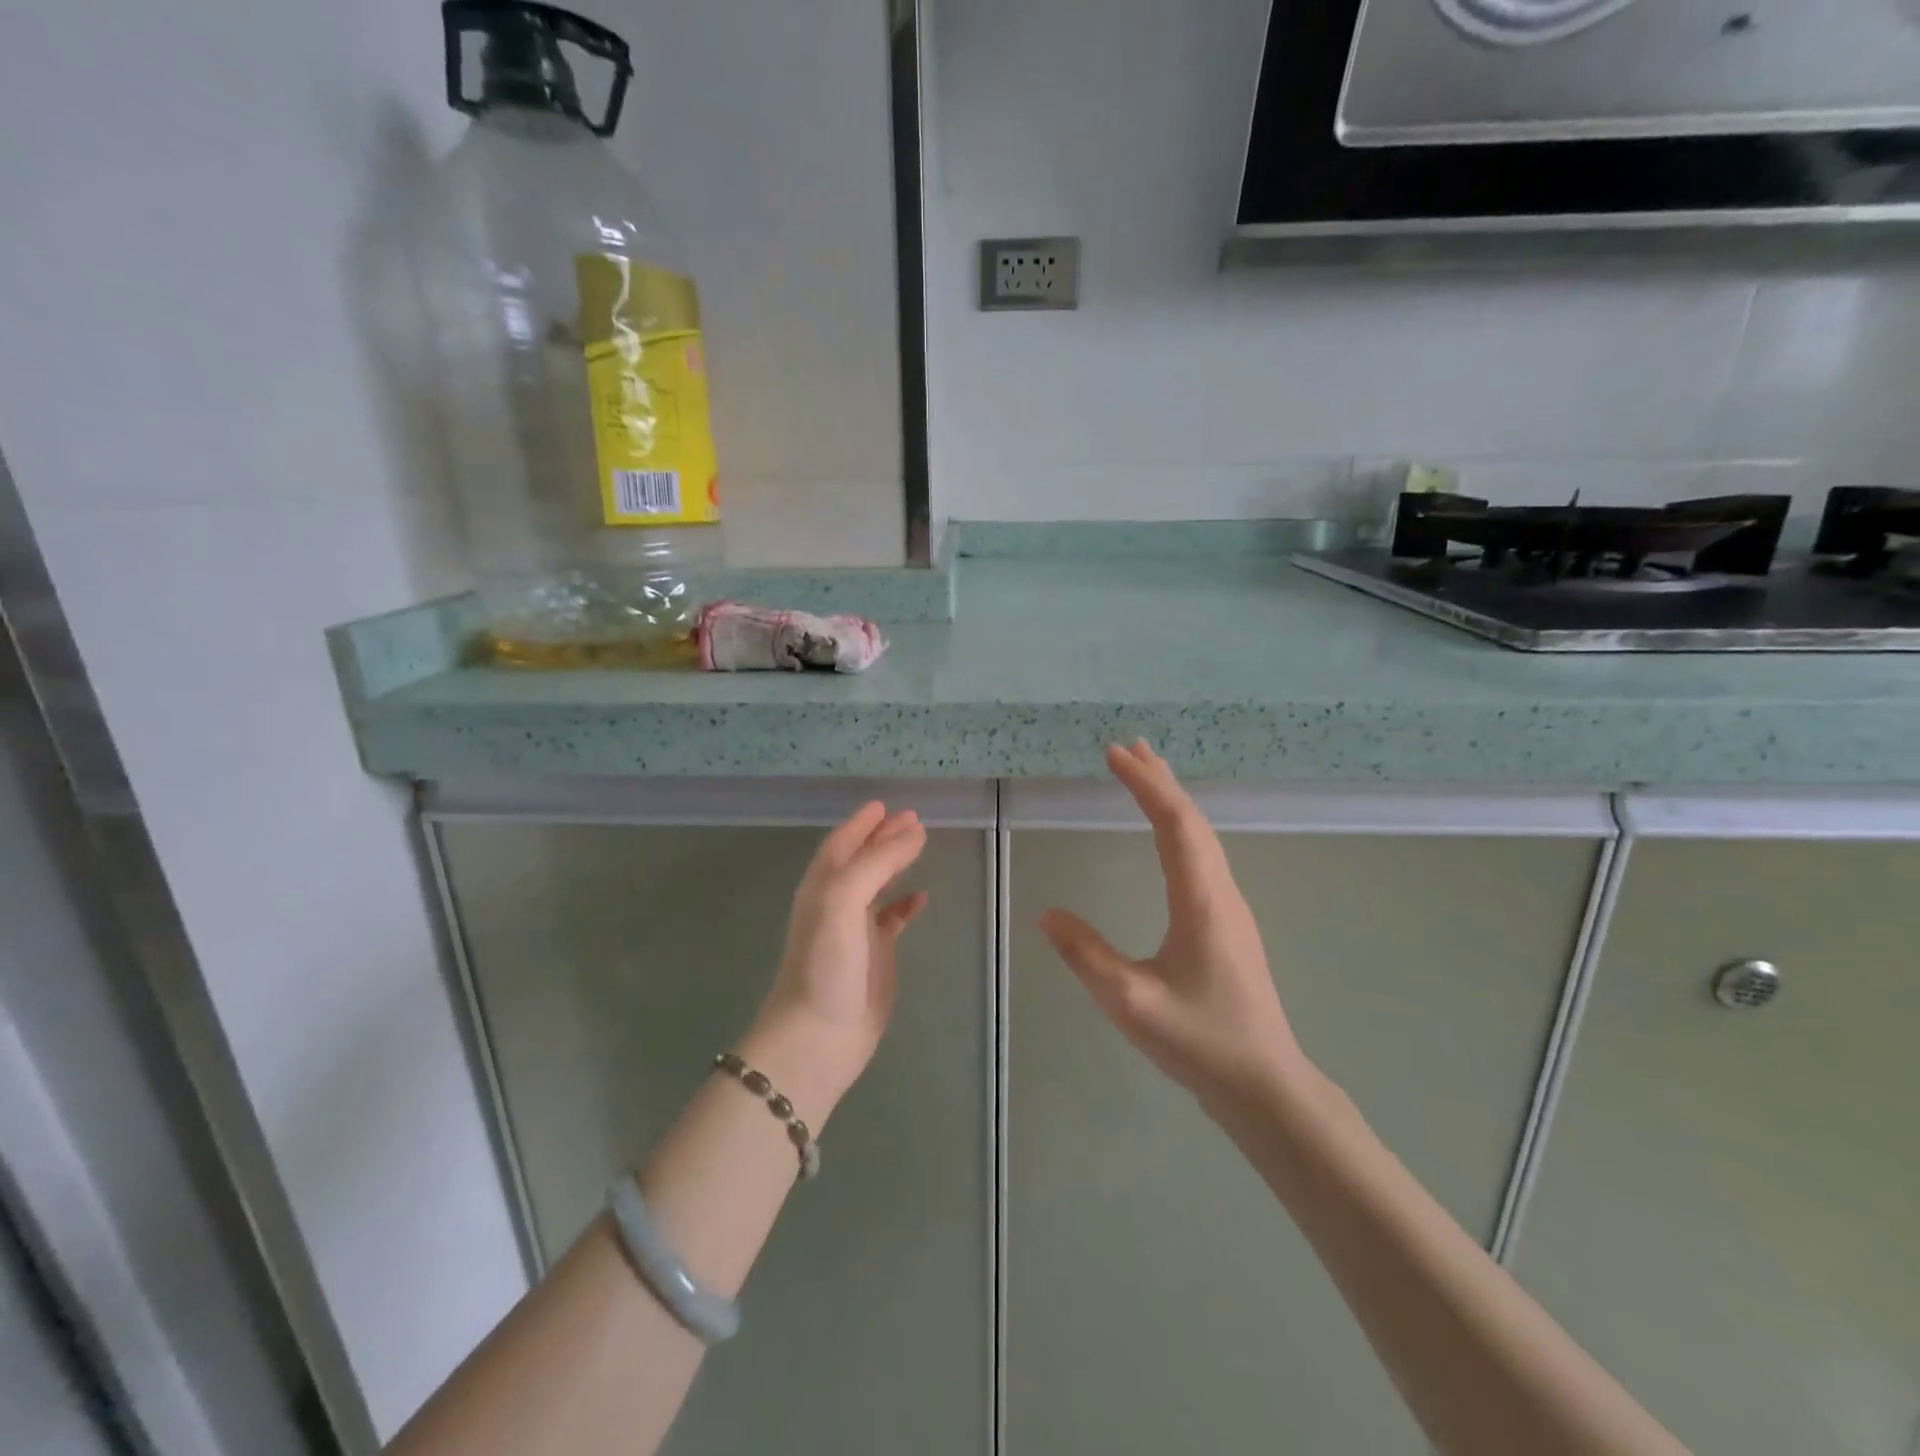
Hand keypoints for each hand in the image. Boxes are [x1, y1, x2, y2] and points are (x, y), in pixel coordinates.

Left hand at [742, 803, 928, 1127]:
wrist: (819, 1034)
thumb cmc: (827, 961)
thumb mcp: (845, 898)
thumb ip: (878, 862)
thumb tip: (913, 831)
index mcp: (823, 884)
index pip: (842, 842)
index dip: (861, 822)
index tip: (883, 804)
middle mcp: (836, 901)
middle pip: (861, 858)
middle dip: (883, 837)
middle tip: (913, 819)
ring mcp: (855, 929)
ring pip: (876, 885)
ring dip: (895, 864)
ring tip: (920, 846)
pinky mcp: (874, 955)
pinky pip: (891, 919)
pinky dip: (905, 904)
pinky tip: (921, 898)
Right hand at [1039, 742, 1305, 1108]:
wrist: (1266, 1087)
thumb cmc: (1201, 1042)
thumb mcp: (1130, 1002)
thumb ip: (1086, 955)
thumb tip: (1047, 914)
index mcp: (1202, 899)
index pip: (1174, 823)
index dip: (1144, 784)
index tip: (1113, 754)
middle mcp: (1221, 892)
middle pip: (1192, 820)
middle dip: (1159, 780)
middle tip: (1128, 748)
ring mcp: (1229, 907)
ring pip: (1201, 837)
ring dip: (1172, 801)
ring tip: (1146, 776)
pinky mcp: (1227, 924)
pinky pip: (1202, 857)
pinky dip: (1180, 828)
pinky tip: (1170, 837)